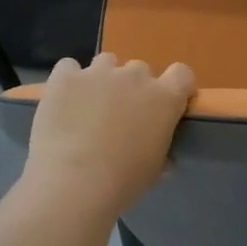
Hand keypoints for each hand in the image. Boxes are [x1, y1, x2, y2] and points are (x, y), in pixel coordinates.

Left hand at [23, 53, 194, 213]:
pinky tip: (64, 100)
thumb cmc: (124, 180)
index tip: (165, 104)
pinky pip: (69, 67)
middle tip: (121, 115)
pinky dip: (69, 81)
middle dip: (133, 87)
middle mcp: (135, 76)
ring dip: (103, 80)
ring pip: (106, 63)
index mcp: (165, 98)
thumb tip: (166, 158)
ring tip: (89, 106)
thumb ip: (163, 151)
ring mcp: (98, 73)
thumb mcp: (156, 168)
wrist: (74, 182)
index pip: (182, 74)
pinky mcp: (66, 77)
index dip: (175, 86)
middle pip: (140, 69)